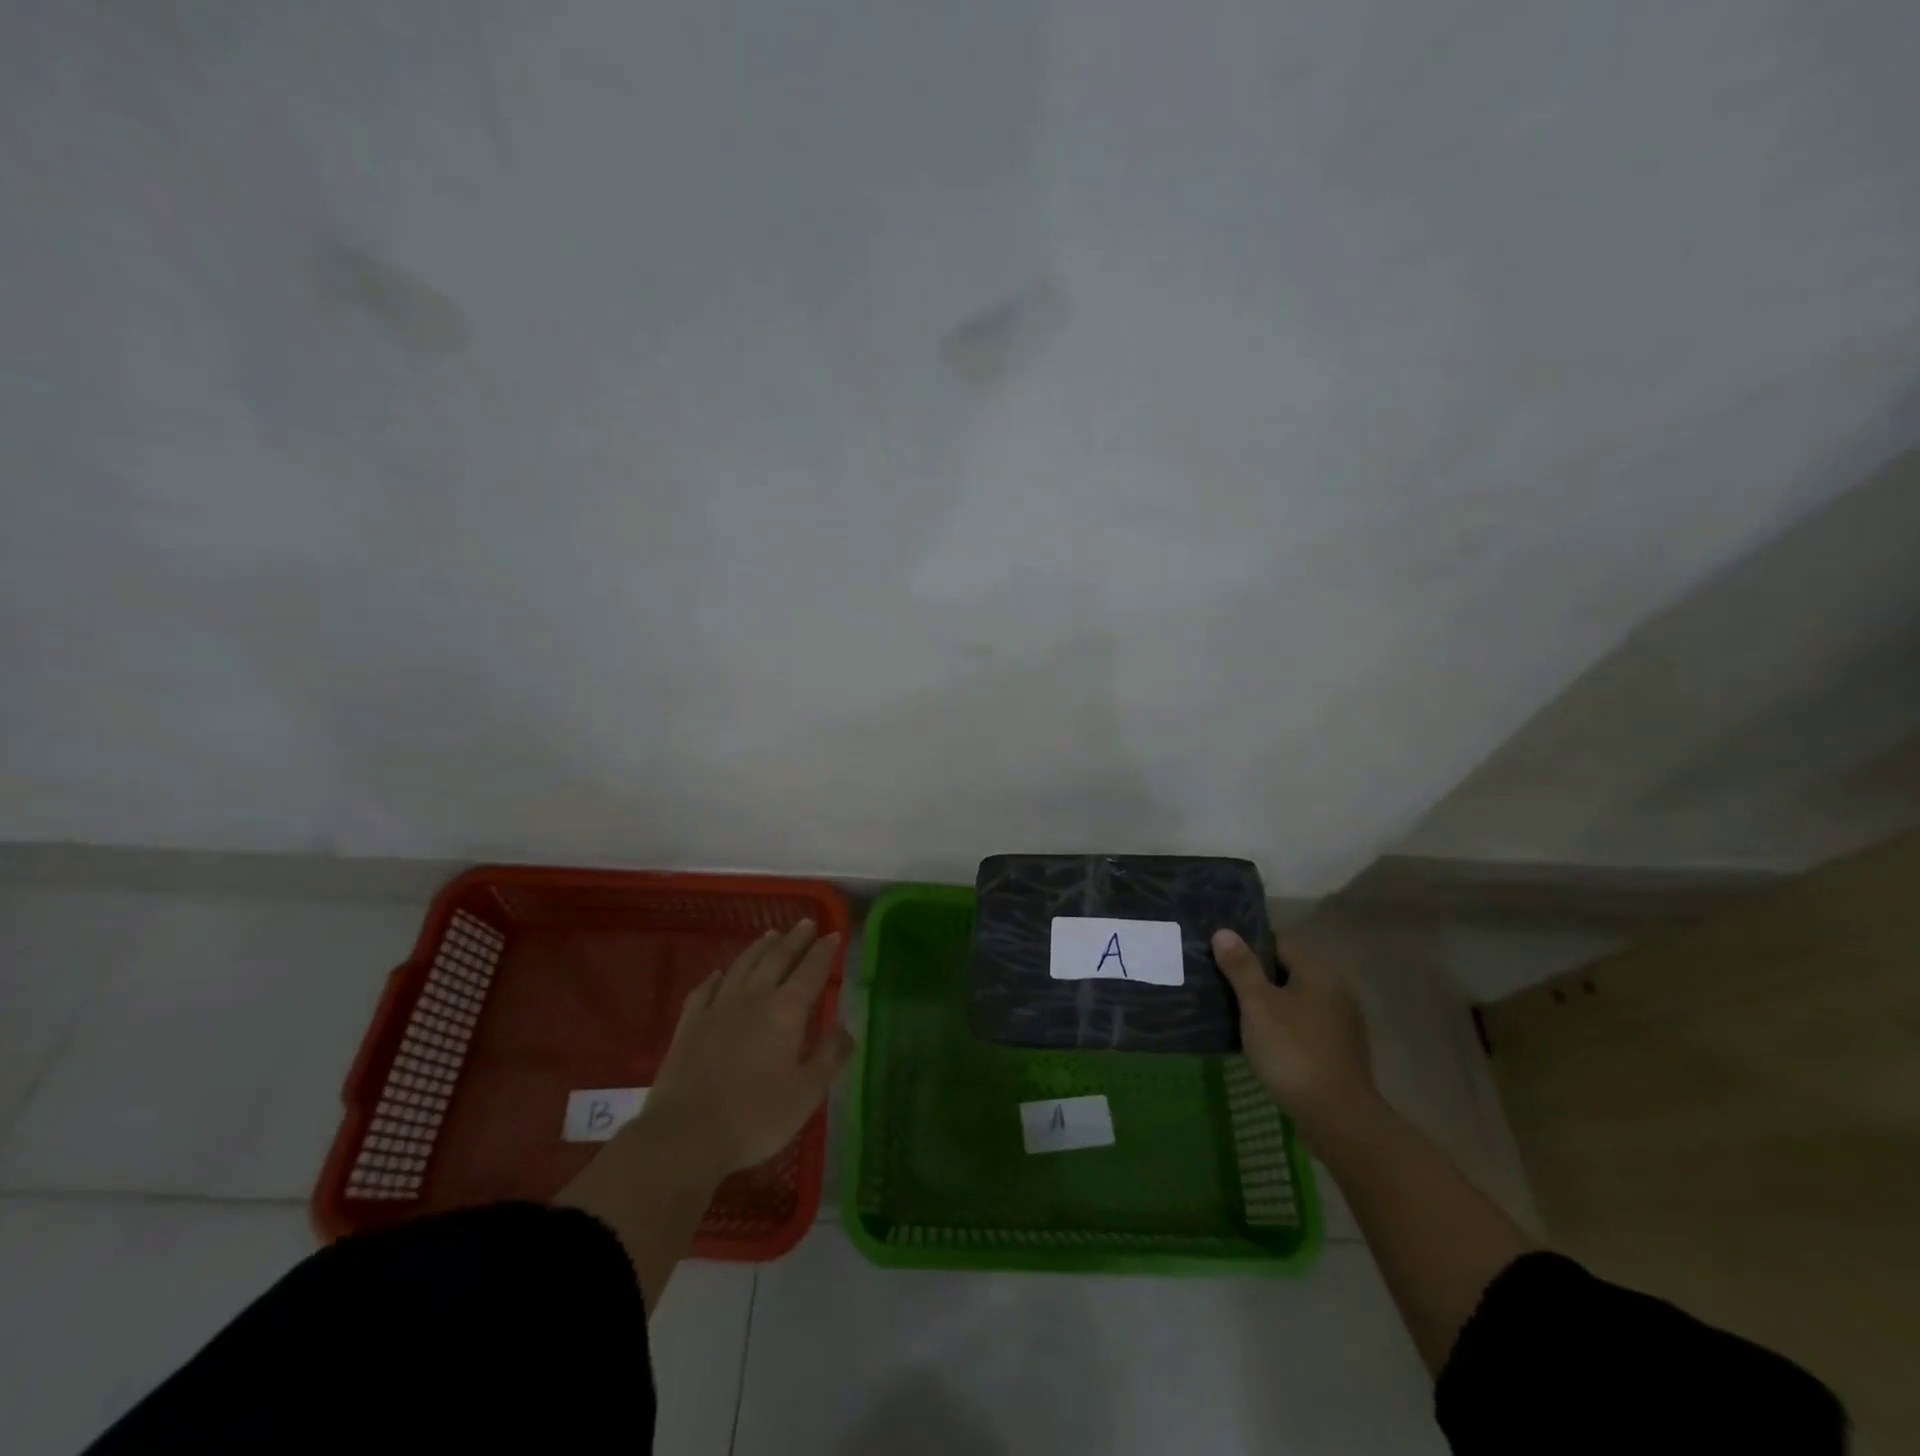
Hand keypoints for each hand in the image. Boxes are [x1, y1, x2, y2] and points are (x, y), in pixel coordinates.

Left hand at [642, 919, 853, 1177]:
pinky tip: (720, 973)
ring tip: (771, 935)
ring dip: (759, 948)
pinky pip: (705, 989)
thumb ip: (829, 1057)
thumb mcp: (806, 1093)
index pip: (811, 971)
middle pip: (777, 959)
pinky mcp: (689, 1024)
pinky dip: (717, 977)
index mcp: (786, 1011)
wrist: (685, 1135)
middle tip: (806, 923)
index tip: (834, 934)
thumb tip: (848, 1028)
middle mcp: (753, 998)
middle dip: (794, 939)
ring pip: (742, 966)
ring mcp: (717, 1008)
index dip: (824, 952)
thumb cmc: (755, 1117)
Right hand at [1211, 928, 1376, 1137]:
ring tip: (1237, 1014)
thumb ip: (1241, 967)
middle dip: (1257, 977)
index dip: (1249, 948)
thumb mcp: (1258, 1005)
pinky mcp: (1341, 1049)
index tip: (1221, 959)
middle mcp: (1336, 989)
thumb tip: (1224, 932)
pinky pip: (1305, 1024)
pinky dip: (1285, 1026)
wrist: (1337, 1117)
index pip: (1279, 943)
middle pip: (1289, 971)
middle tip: (1223, 986)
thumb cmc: (1292, 1051)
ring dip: (1271, 1003)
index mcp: (1318, 972)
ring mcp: (1342, 1022)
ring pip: (1297, 999)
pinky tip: (1264, 1041)